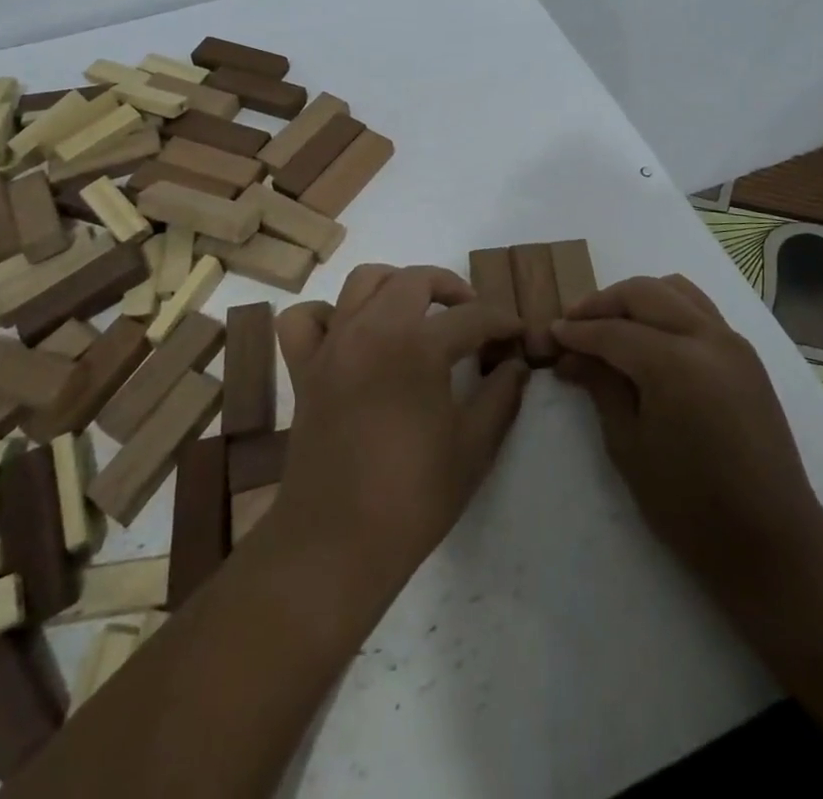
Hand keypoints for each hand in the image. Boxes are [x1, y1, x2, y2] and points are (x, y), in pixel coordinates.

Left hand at [263, 264, 530, 621]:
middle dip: (451, 288)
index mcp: (418, 346)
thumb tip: (516, 365)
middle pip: (415, 279)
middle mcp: (372, 329)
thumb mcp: (474, 448)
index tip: (517, 333)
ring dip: (396, 285)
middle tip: (471, 317)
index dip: (502, 321)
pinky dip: (328, 314)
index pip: (472, 316)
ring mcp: (333, 344)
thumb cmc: (413, 497)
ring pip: (363, 281)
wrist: (336, 544)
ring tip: (416, 313)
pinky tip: (350, 334)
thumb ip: (501, 395)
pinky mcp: (304, 368)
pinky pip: (306, 318)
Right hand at [553, 276, 822, 617]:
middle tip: (573, 324)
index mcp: (675, 364)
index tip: (550, 335)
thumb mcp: (629, 447)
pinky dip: (667, 308)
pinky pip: (699, 309)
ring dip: (637, 298)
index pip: (612, 332)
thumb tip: (571, 356)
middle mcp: (706, 338)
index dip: (577, 332)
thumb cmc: (690, 507)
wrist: (772, 542)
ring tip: (610, 324)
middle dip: (603, 303)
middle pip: (643, 294)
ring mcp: (732, 341)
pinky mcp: (745, 354)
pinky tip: (649, 337)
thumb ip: (601, 387)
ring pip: (675, 290)